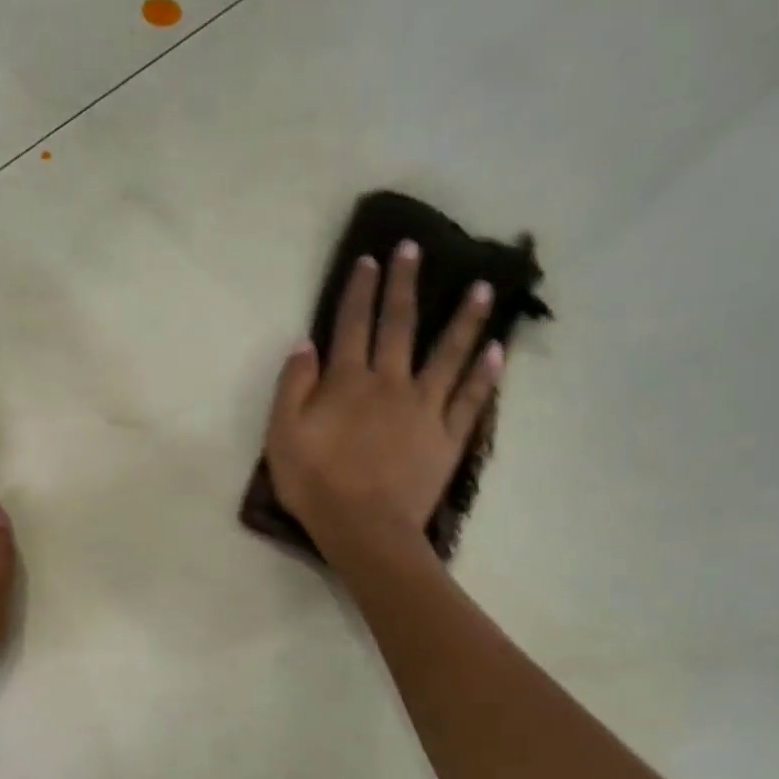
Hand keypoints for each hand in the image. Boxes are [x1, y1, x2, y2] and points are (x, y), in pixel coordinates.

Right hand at [264, 240, 503, 560]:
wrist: (364, 529)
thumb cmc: (315, 485)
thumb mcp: (282, 436)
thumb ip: (292, 387)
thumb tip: (305, 344)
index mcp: (348, 382)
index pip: (352, 325)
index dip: (359, 290)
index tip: (369, 259)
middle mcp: (390, 383)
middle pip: (400, 326)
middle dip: (405, 285)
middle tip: (414, 250)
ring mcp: (424, 409)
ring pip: (448, 354)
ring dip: (464, 319)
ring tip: (482, 288)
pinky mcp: (447, 437)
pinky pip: (470, 400)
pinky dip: (485, 375)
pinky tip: (496, 351)